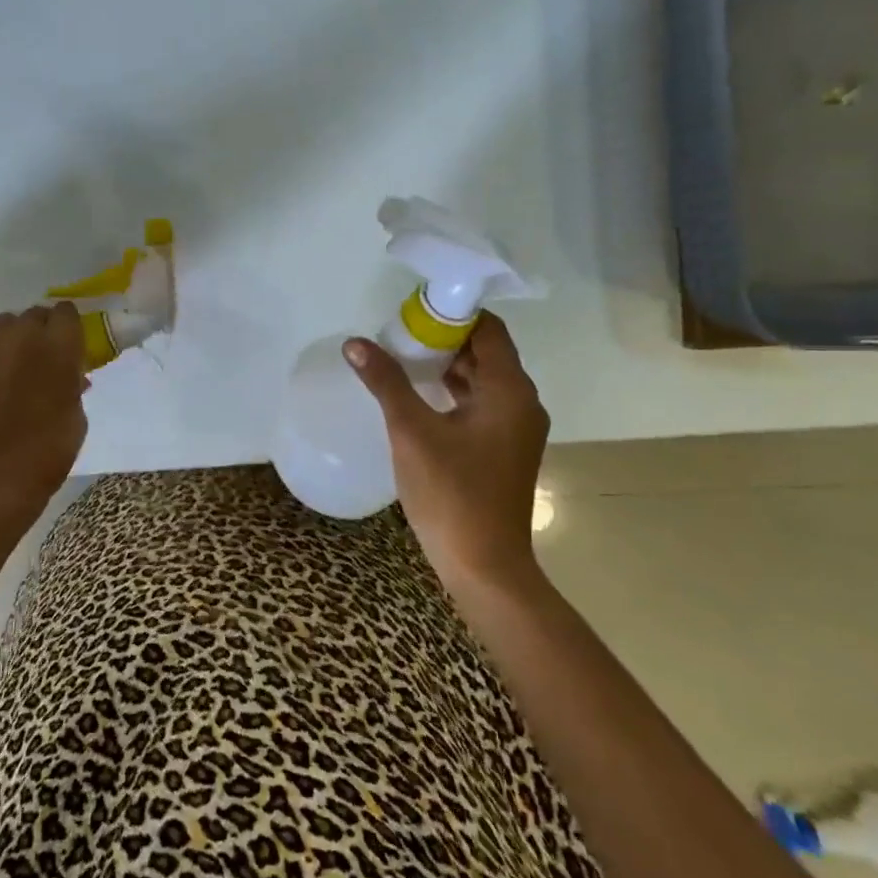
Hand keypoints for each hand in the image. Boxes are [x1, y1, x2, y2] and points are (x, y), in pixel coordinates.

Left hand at [0, 302, 88, 522]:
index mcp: (59, 345)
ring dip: (10, 336)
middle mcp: (22, 333)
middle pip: (34, 314)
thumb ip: (72, 383)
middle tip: (40, 359)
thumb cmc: (47, 451)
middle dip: (40, 331)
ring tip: (10, 363)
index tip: (67, 345)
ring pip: (2, 322)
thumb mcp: (77, 414)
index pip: (66, 312)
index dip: (67, 328)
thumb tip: (69, 373)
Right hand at [344, 313, 548, 590]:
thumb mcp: (411, 432)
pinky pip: (481, 404)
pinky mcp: (505, 449)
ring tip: (402, 359)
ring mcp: (516, 429)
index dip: (453, 313)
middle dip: (444, 338)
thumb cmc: (452, 493)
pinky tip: (419, 397)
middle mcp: (522, 403)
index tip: (414, 311)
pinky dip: (453, 392)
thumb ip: (386, 382)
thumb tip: (356, 343)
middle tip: (400, 334)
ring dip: (446, 366)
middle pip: (486, 352)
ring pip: (482, 380)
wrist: (484, 566)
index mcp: (510, 390)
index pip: (488, 329)